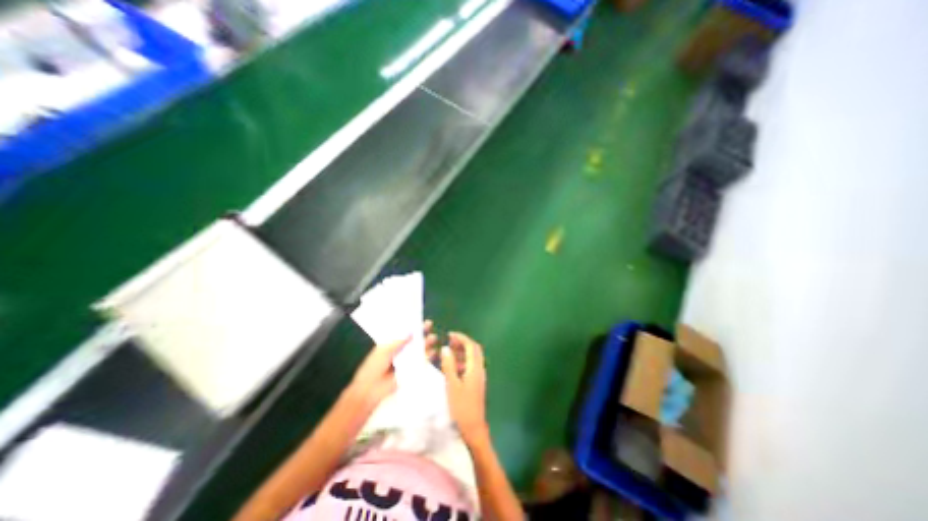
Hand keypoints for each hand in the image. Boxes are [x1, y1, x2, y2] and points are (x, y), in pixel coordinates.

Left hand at [348, 322, 438, 410]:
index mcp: (391, 345)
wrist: (371, 391)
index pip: (404, 334)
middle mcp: (399, 352)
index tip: (419, 320)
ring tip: (433, 338)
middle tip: (429, 325)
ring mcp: (406, 362)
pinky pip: (421, 363)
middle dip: (421, 333)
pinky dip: (428, 357)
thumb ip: (397, 342)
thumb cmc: (373, 368)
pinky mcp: (410, 372)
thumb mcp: (383, 351)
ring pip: (418, 350)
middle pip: (413, 341)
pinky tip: (433, 352)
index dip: (412, 327)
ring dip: (426, 344)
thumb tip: (411, 332)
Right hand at [440, 333, 487, 443]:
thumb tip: (445, 348)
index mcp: (475, 368)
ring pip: (473, 357)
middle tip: (449, 341)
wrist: (473, 428)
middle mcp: (480, 369)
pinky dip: (463, 361)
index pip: (471, 346)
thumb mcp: (452, 385)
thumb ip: (449, 365)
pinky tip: (452, 367)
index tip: (450, 334)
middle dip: (462, 343)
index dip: (461, 338)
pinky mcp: (477, 382)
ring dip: (462, 352)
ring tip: (449, 352)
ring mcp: (479, 376)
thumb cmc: (461, 407)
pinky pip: (471, 366)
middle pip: (474, 350)